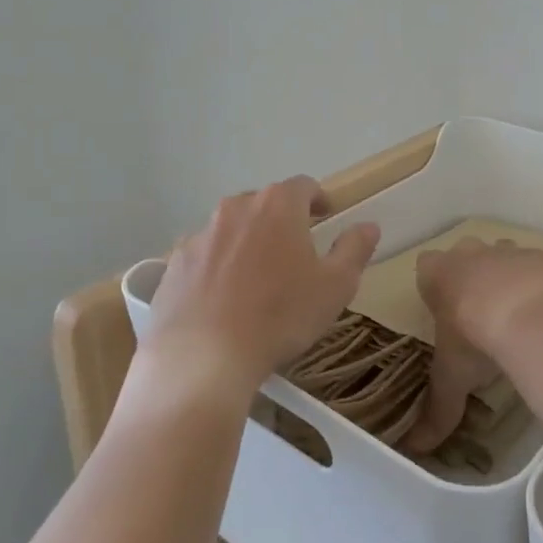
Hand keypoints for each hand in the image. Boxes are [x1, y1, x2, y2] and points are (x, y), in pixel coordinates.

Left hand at [141, 177, 379, 399]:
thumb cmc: (280, 316)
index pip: (303, 185)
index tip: (325, 217)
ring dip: (247, 242)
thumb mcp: (335, 287)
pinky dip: (217, 267)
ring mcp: (200, 235)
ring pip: (231, 228)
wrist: (202, 357)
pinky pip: (204, 256)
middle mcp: (235, 208)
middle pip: (264, 204)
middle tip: (295, 253)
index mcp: (277, 206)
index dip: (318, 199)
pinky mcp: (174, 264)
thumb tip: (367, 226)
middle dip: (281, 221)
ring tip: (257, 279)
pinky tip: (223, 301)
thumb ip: (355, 249)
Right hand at [405, 238, 542, 452]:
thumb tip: (416, 449)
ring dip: (504, 277)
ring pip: (501, 255)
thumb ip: (436, 410)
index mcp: (438, 273)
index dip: (433, 285)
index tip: (442, 308)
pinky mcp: (541, 256)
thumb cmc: (474, 337)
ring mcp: (507, 250)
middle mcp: (470, 253)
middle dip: (470, 277)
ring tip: (513, 314)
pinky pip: (535, 266)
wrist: (529, 312)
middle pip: (464, 255)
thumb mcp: (452, 377)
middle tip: (477, 313)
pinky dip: (536, 284)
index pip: (425, 266)